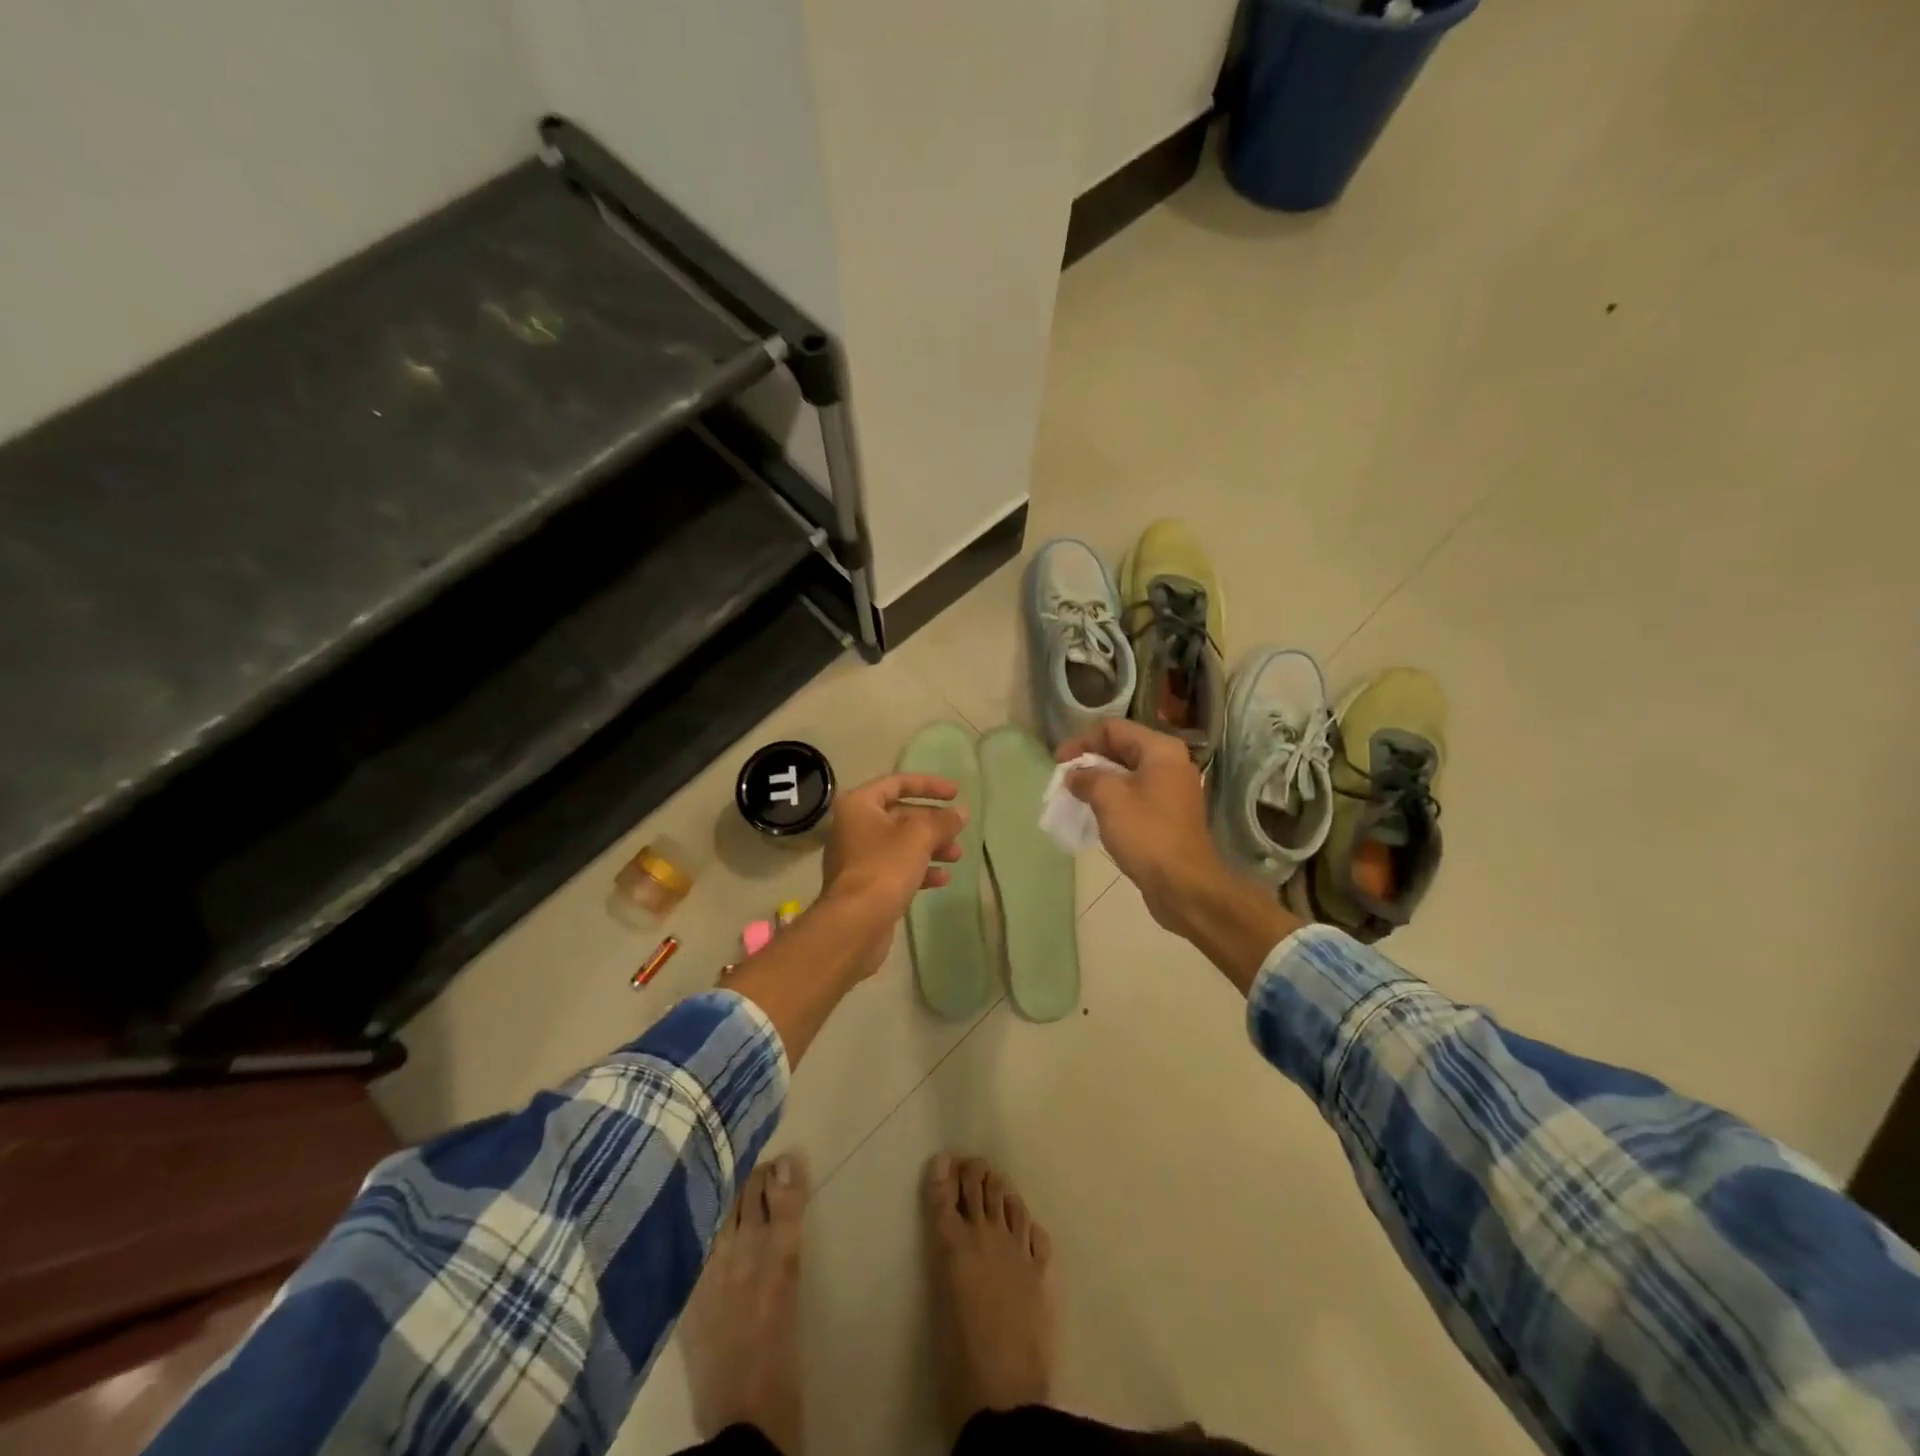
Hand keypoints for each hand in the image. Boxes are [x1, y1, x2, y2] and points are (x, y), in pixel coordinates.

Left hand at [818, 773, 966, 980]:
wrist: (854, 924)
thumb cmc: (884, 868)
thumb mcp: (919, 837)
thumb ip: (943, 821)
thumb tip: (961, 813)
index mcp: (859, 805)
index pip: (897, 783)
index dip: (929, 785)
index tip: (956, 793)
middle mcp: (854, 826)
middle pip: (900, 815)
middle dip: (933, 822)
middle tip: (959, 831)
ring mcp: (858, 857)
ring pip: (901, 843)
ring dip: (931, 847)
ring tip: (957, 856)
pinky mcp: (866, 884)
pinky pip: (897, 867)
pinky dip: (920, 869)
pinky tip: (942, 879)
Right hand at [1055, 719, 1229, 936]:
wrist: (1184, 885)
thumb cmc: (1146, 834)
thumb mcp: (1109, 798)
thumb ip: (1087, 777)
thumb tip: (1075, 775)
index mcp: (1160, 750)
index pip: (1113, 729)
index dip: (1082, 741)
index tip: (1058, 763)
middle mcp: (1170, 763)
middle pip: (1121, 748)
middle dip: (1089, 761)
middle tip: (1064, 780)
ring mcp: (1172, 790)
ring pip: (1127, 774)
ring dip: (1099, 782)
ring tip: (1074, 797)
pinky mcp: (1169, 815)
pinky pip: (1135, 795)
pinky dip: (1113, 799)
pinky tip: (1095, 814)